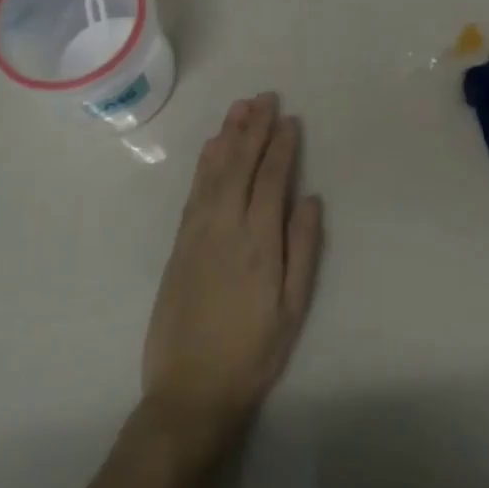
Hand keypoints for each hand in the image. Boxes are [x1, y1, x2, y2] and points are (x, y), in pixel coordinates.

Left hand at [142, 93, 323, 446]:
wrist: (190, 389)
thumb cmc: (253, 351)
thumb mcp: (293, 307)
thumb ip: (303, 249)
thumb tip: (309, 198)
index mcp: (259, 242)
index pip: (271, 179)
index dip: (281, 146)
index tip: (289, 119)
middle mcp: (225, 227)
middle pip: (240, 165)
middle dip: (254, 128)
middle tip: (265, 97)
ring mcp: (197, 233)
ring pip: (214, 172)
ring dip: (228, 136)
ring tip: (240, 108)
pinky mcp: (179, 244)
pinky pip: (194, 191)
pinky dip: (204, 163)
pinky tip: (212, 147)